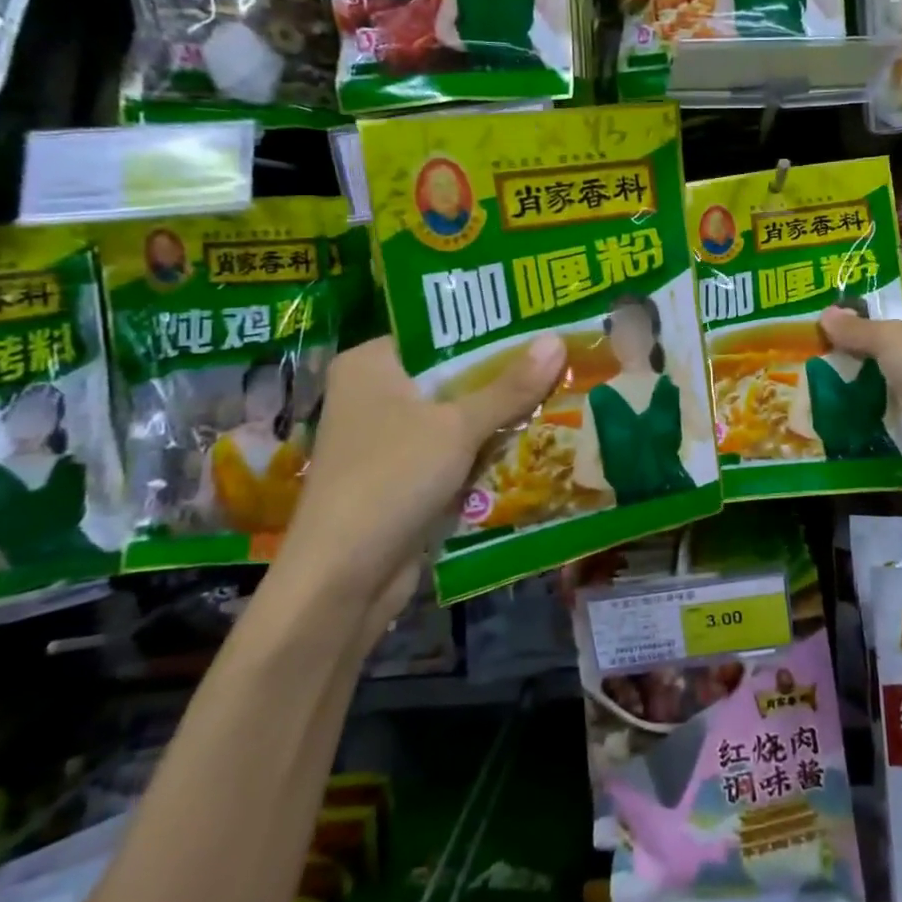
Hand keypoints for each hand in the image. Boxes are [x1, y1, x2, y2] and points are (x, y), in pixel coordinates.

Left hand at [273, 335, 566, 625]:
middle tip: (559, 355)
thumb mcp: (458, 427)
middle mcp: (373, 392)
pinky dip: (483, 447)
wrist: (342, 580)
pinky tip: (531, 438)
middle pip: (451, 372)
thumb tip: (557, 339)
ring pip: (455, 413)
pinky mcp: (399, 475)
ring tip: (557, 390)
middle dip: (503, 374)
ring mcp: (385, 437)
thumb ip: (509, 386)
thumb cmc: (391, 479)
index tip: (538, 322)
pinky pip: (451, 448)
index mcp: (371, 363)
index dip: (489, 327)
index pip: (438, 329)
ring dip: (498, 414)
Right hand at [818, 296, 901, 495]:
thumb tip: (824, 314)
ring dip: (866, 373)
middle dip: (861, 342)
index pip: (900, 302)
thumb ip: (856, 327)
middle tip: (819, 345)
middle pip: (896, 336)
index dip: (865, 309)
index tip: (828, 319)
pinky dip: (876, 400)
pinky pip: (897, 398)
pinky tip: (843, 400)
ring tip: (822, 371)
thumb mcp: (890, 339)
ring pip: (894, 369)